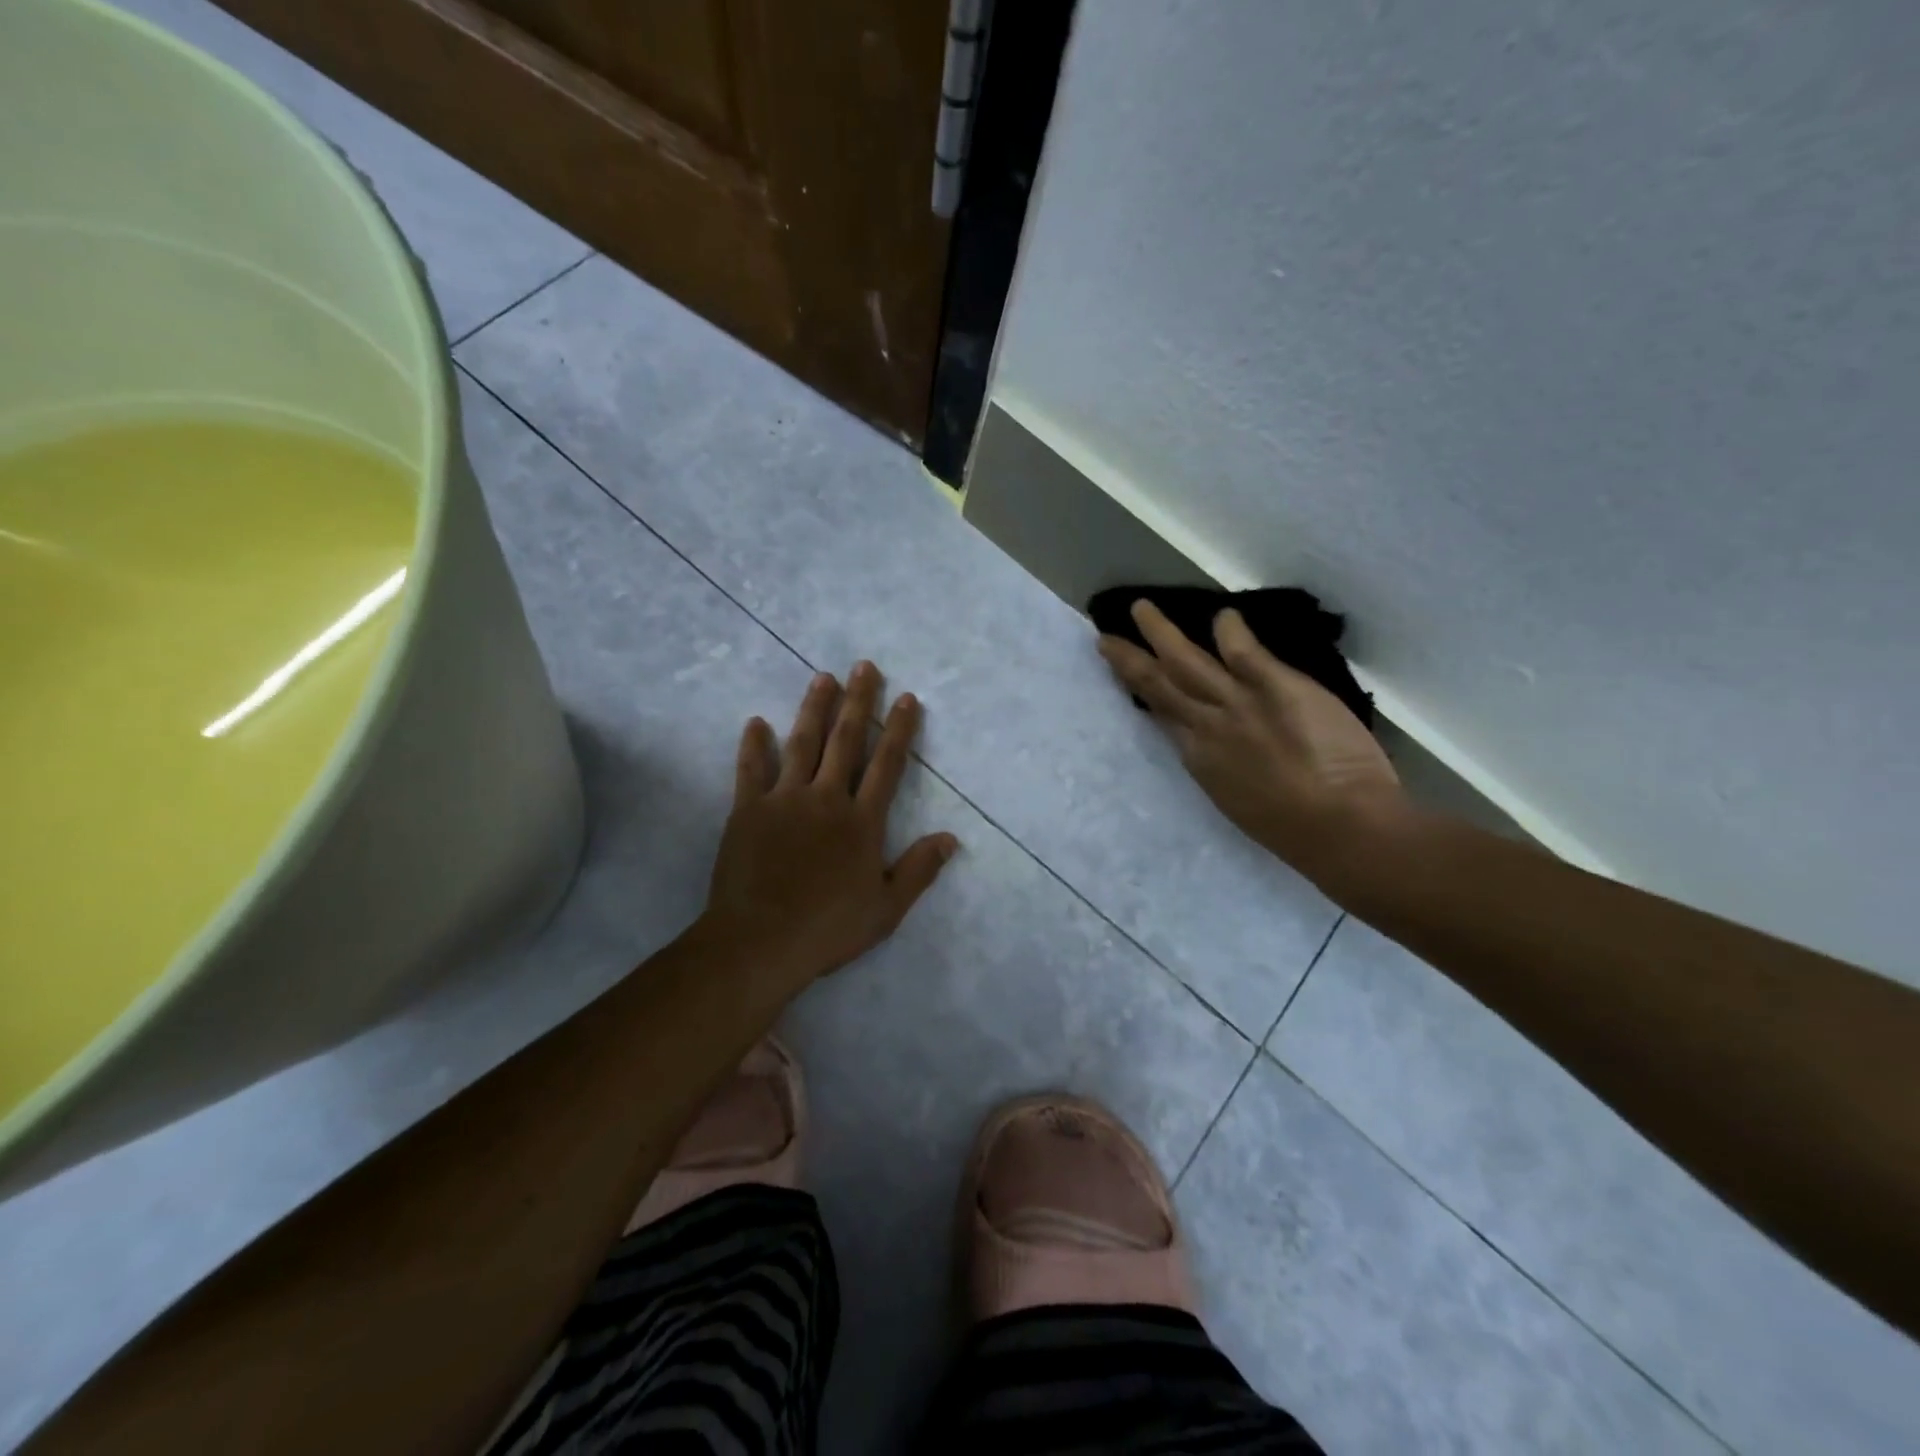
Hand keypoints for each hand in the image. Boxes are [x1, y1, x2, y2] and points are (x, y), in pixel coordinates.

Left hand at [701, 661, 958, 991]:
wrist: (759, 942)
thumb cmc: (828, 929)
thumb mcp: (887, 908)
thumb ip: (919, 870)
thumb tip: (951, 838)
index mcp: (861, 822)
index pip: (887, 765)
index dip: (899, 730)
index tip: (907, 699)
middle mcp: (826, 799)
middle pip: (845, 741)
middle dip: (858, 701)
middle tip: (864, 666)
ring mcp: (784, 800)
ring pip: (802, 743)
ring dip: (814, 708)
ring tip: (823, 677)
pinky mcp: (747, 810)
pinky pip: (751, 769)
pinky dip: (753, 745)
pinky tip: (756, 722)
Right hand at [1097, 601, 1406, 874]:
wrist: (1339, 826)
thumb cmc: (1292, 829)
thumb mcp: (1237, 801)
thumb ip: (1222, 767)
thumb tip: (1213, 748)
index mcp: (1199, 759)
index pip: (1164, 716)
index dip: (1143, 693)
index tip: (1128, 676)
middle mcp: (1206, 727)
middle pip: (1159, 685)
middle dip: (1130, 659)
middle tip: (1106, 638)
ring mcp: (1238, 703)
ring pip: (1187, 662)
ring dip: (1161, 633)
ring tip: (1141, 609)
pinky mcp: (1275, 687)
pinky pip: (1244, 651)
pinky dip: (1230, 630)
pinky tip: (1223, 615)